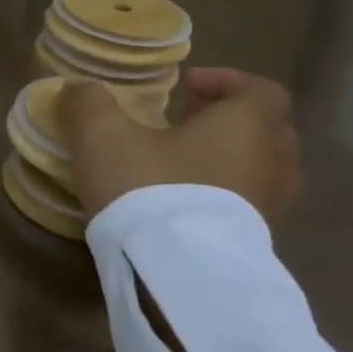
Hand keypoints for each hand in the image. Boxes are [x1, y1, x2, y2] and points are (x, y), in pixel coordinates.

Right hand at [56, 67, 300, 223]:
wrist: (175, 270)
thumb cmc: (148, 185)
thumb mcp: (101, 133)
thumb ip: (88, 102)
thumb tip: (79, 88)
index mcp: (246, 125)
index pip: (262, 90)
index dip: (226, 81)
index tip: (185, 87)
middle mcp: (273, 162)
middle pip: (267, 129)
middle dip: (226, 120)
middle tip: (182, 121)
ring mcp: (271, 208)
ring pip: (260, 169)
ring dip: (226, 159)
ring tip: (178, 163)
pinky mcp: (256, 243)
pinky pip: (248, 205)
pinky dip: (222, 195)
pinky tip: (179, 201)